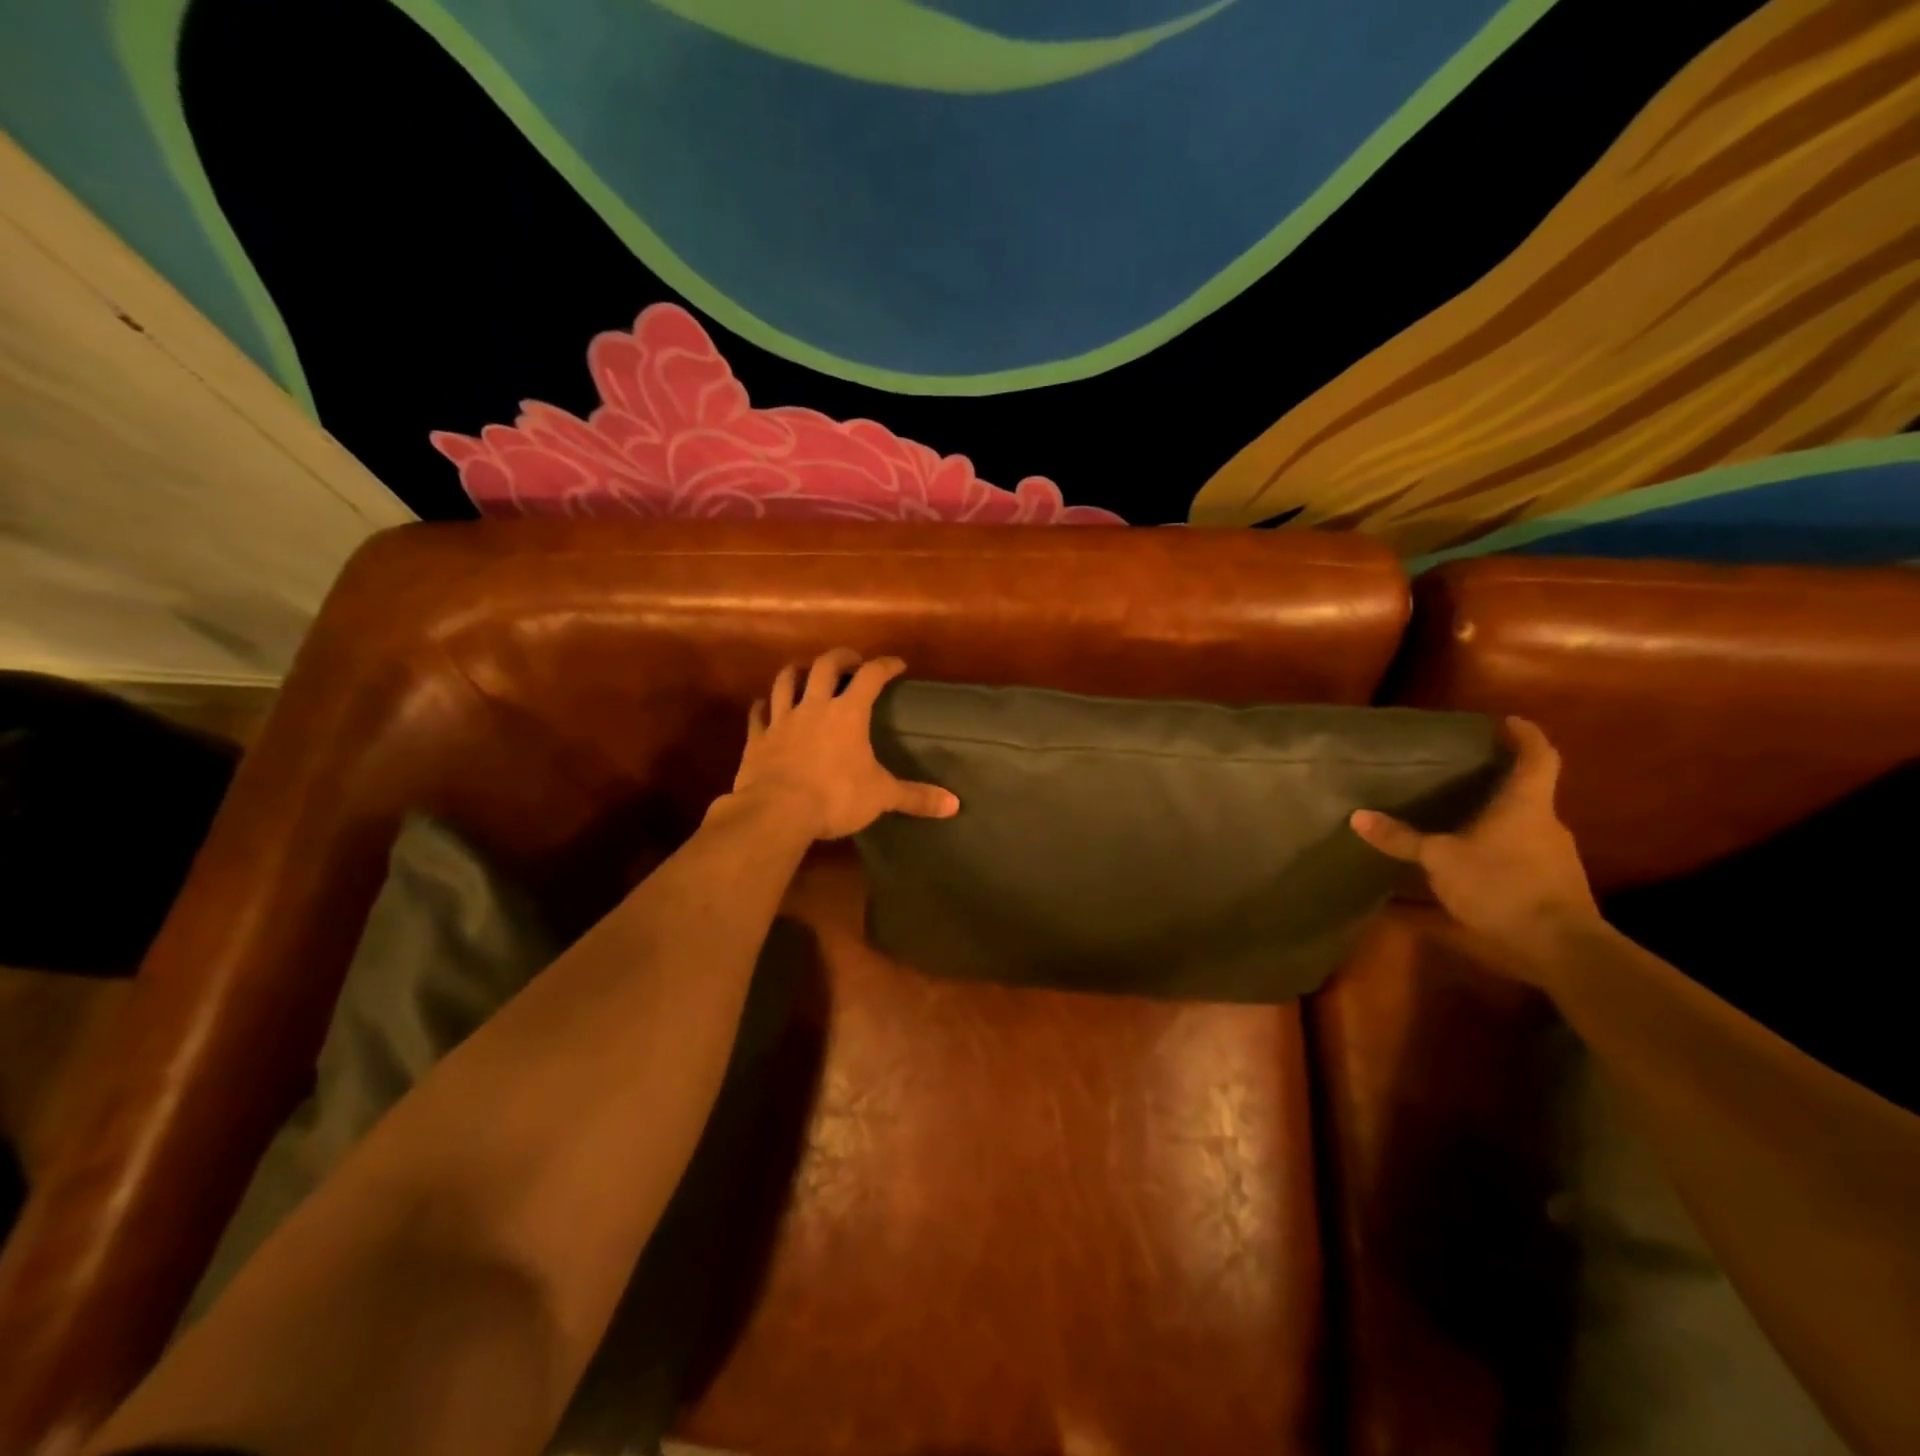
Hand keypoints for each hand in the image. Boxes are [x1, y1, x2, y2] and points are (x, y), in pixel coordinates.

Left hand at [729, 649, 959, 840]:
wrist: (777, 812)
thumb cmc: (835, 797)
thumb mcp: (881, 796)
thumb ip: (916, 797)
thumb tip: (954, 805)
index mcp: (848, 714)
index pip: (871, 676)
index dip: (885, 665)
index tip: (896, 664)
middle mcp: (814, 707)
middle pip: (825, 667)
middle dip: (841, 658)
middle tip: (851, 661)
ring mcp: (782, 721)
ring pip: (785, 682)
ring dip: (797, 672)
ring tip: (805, 671)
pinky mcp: (757, 740)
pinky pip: (758, 715)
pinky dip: (762, 707)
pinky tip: (764, 706)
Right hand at [1349, 716, 1601, 976]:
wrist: (1560, 947)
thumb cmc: (1502, 885)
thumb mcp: (1440, 860)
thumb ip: (1401, 839)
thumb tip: (1358, 816)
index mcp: (1526, 805)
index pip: (1538, 757)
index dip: (1526, 736)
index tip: (1509, 722)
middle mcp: (1546, 824)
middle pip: (1528, 792)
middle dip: (1499, 781)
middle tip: (1464, 773)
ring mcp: (1553, 857)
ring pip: (1523, 826)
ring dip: (1495, 820)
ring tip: (1458, 818)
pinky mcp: (1551, 886)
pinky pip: (1521, 856)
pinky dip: (1496, 852)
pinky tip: (1469, 864)